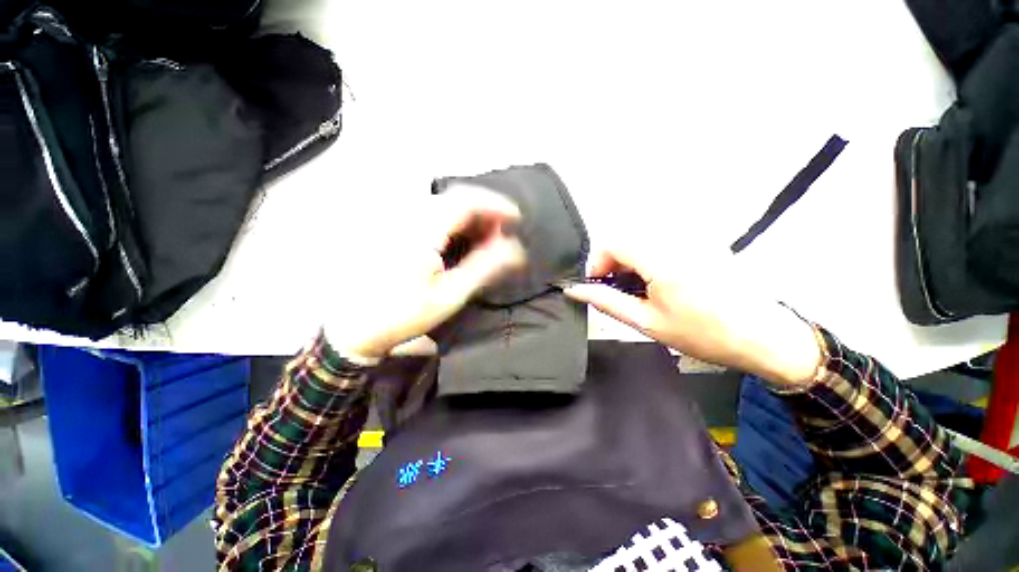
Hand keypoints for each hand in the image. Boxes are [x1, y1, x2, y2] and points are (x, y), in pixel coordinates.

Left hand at [325, 186, 525, 360]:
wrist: (354, 327)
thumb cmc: (403, 314)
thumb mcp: (450, 294)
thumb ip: (484, 267)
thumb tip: (515, 248)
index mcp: (421, 229)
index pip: (466, 200)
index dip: (496, 205)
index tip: (517, 219)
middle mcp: (408, 215)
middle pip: (455, 199)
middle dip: (485, 213)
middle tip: (504, 234)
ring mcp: (398, 220)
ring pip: (444, 206)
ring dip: (471, 219)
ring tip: (488, 239)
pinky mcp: (394, 229)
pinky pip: (432, 216)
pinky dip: (454, 224)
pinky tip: (462, 241)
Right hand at [563, 243, 821, 386]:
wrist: (764, 337)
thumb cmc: (705, 334)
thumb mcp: (647, 322)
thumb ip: (606, 302)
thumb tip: (575, 290)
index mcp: (662, 259)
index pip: (612, 243)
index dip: (596, 262)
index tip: (596, 284)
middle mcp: (677, 240)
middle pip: (625, 238)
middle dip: (612, 262)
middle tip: (615, 290)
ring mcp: (693, 238)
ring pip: (642, 239)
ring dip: (629, 260)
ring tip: (636, 288)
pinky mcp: (702, 241)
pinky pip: (662, 241)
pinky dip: (648, 257)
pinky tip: (657, 281)